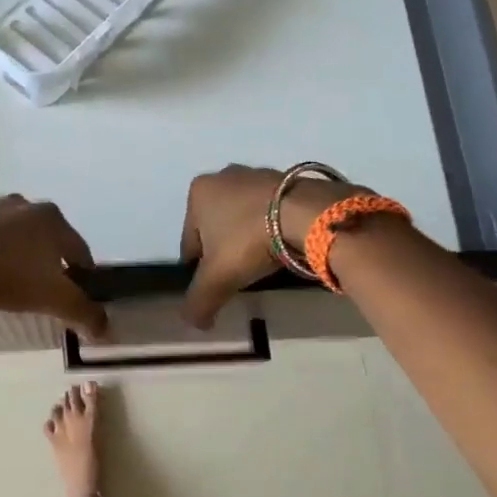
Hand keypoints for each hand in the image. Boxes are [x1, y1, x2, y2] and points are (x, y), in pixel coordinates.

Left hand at [0, 195, 109, 339]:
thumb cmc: (11, 275)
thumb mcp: (53, 298)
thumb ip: (83, 313)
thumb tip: (107, 330)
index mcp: (54, 220)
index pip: (79, 249)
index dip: (82, 273)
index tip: (77, 292)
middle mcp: (26, 204)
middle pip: (45, 236)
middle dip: (47, 258)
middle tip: (39, 286)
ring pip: (13, 230)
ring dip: (15, 248)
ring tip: (7, 276)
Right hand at [178, 165, 361, 327]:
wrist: (306, 214)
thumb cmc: (250, 240)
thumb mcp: (218, 278)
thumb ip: (198, 302)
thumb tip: (193, 322)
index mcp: (199, 192)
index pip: (190, 242)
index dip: (200, 269)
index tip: (218, 284)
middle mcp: (223, 176)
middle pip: (216, 227)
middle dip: (225, 250)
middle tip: (241, 273)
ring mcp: (256, 174)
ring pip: (242, 217)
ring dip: (248, 237)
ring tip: (264, 260)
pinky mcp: (286, 178)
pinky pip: (269, 211)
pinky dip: (271, 227)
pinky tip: (282, 244)